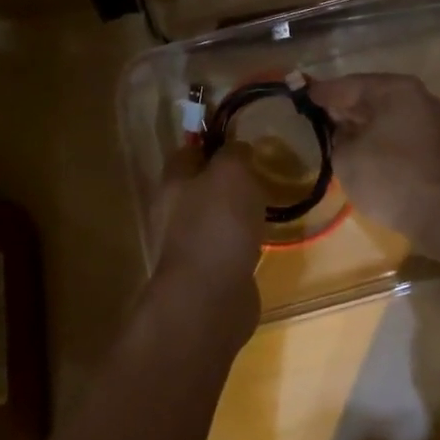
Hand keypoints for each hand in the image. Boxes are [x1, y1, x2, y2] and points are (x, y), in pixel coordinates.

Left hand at [149, 145, 264, 335]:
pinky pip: (227, 245)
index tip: (243, 141)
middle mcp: (174, 211)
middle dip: (229, 179)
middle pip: (201, 184)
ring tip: (266, 205)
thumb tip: (238, 149)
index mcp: (174, 182)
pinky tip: (262, 240)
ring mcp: (189, 244)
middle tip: (261, 173)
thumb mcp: (231, 172)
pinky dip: (243, 240)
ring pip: (215, 216)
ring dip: (237, 211)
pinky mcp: (208, 271)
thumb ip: (234, 153)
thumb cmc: (218, 225)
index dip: (213, 142)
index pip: (189, 150)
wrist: (211, 298)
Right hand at [308, 74, 439, 246]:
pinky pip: (397, 132)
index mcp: (395, 89)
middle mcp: (417, 96)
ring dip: (361, 122)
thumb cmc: (389, 176)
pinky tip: (360, 147)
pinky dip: (377, 135)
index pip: (349, 85)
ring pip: (385, 115)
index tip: (300, 93)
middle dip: (343, 106)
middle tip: (315, 112)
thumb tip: (344, 131)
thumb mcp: (346, 155)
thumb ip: (337, 135)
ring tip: (334, 130)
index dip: (322, 92)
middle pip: (370, 96)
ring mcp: (430, 121)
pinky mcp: (435, 145)